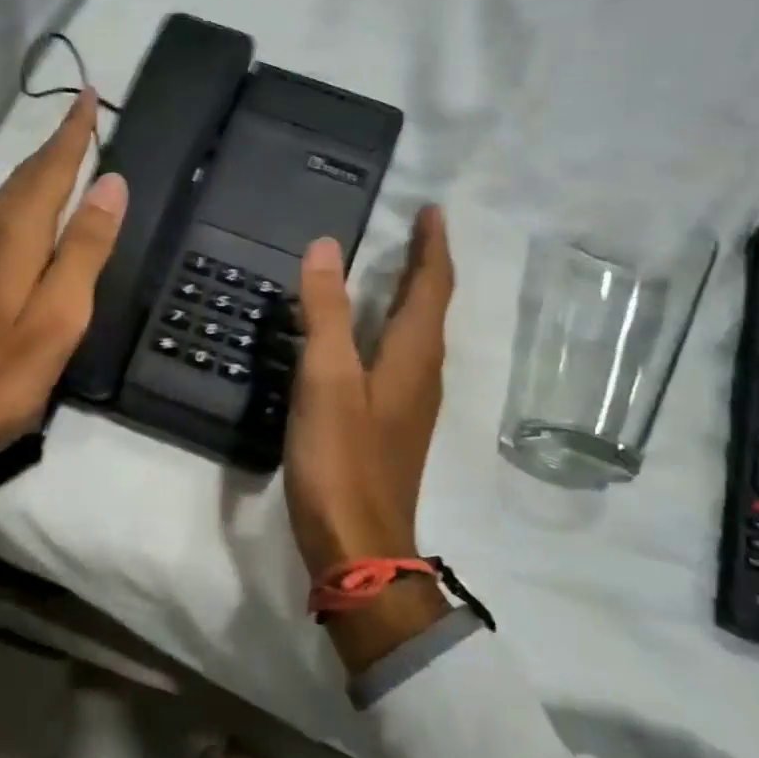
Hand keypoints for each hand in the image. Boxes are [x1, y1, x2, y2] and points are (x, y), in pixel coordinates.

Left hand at [0, 91, 126, 552]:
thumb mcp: (56, 319)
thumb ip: (84, 250)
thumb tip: (110, 183)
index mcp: (11, 236)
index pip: (49, 168)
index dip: (73, 132)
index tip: (89, 94)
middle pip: (24, 178)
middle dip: (56, 147)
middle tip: (85, 121)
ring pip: (6, 199)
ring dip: (38, 174)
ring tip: (67, 160)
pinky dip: (22, 206)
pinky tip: (30, 219)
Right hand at [284, 206, 455, 670]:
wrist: (359, 547)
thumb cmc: (342, 461)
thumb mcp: (327, 380)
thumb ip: (326, 313)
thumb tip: (328, 246)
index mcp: (412, 357)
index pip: (431, 286)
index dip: (432, 246)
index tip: (431, 210)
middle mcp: (421, 376)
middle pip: (430, 309)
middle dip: (425, 267)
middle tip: (410, 234)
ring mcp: (408, 406)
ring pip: (416, 338)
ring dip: (409, 300)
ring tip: (390, 274)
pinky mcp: (390, 429)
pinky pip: (398, 362)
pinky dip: (388, 333)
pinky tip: (364, 341)